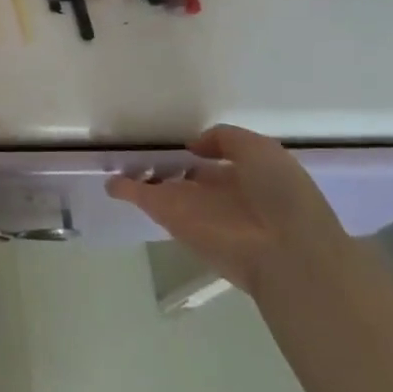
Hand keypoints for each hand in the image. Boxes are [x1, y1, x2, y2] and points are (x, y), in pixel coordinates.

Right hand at [106, 124, 353, 295]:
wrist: (283, 252)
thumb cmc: (281, 195)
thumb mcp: (262, 150)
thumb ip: (225, 139)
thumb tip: (194, 146)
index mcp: (246, 178)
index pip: (217, 162)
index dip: (201, 151)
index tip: (181, 142)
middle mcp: (217, 194)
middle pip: (186, 177)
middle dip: (169, 165)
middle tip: (144, 150)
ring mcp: (191, 207)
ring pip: (160, 187)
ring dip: (142, 175)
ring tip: (119, 160)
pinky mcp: (169, 217)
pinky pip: (141, 197)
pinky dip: (122, 189)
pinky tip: (109, 180)